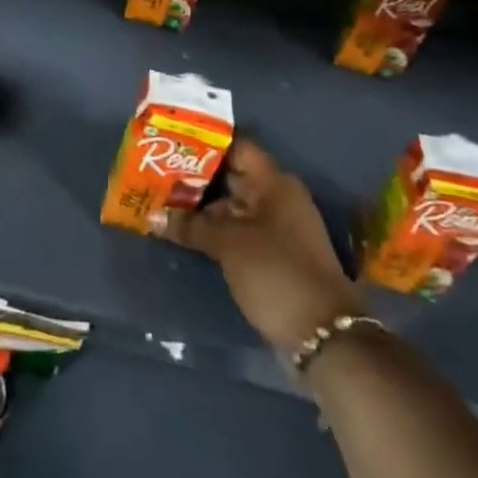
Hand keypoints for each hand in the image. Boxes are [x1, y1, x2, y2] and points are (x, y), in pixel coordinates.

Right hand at [156, 139, 362, 354]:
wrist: (324, 335)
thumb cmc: (276, 272)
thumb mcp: (229, 245)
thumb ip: (191, 226)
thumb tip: (154, 216)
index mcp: (275, 183)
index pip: (237, 147)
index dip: (205, 142)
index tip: (172, 141)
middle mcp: (277, 198)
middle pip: (232, 177)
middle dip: (196, 176)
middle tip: (156, 172)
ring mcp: (276, 228)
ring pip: (232, 206)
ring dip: (202, 206)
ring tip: (163, 201)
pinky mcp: (272, 255)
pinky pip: (238, 231)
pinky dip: (214, 229)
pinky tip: (185, 232)